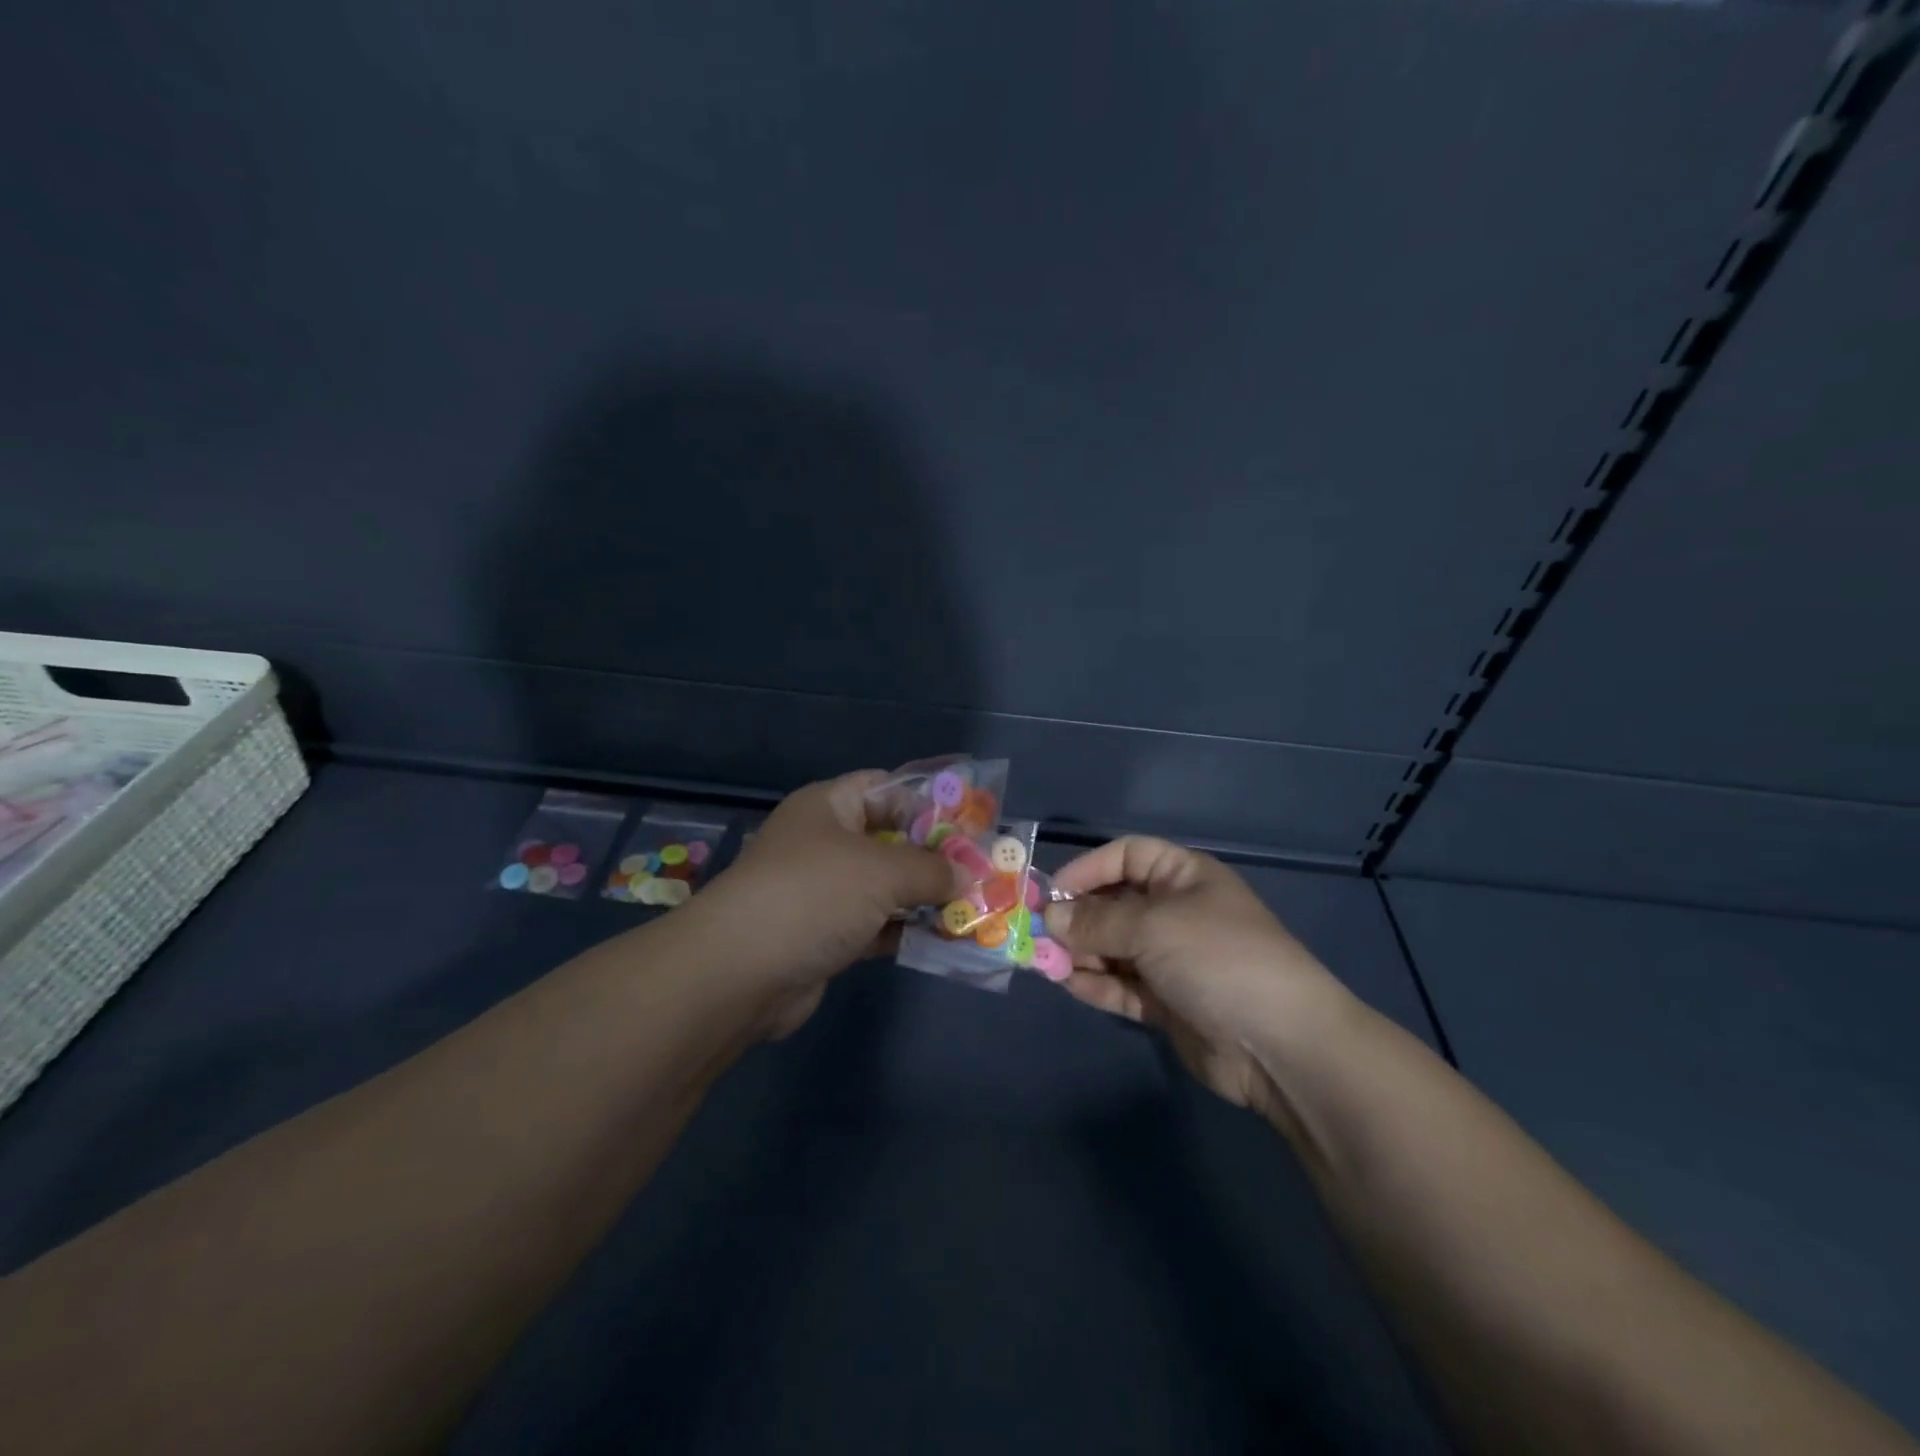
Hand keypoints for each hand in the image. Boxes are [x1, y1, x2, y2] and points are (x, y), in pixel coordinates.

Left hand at [699, 771, 964, 1038]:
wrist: (741, 973)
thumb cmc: (814, 895)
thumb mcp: (882, 871)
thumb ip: (931, 869)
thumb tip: (967, 876)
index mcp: (828, 806)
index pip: (886, 788)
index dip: (929, 802)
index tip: (972, 822)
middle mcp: (824, 843)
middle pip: (890, 839)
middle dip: (935, 856)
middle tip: (982, 869)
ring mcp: (823, 891)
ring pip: (886, 887)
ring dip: (926, 898)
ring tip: (977, 906)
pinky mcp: (825, 935)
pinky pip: (877, 925)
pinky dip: (907, 931)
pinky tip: (946, 940)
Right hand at [1044, 837, 1356, 1116]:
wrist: (1279, 1044)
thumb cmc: (1217, 958)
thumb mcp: (1153, 926)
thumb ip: (1096, 921)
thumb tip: (1050, 917)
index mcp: (1182, 876)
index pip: (1126, 856)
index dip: (1087, 869)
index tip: (1050, 893)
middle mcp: (1175, 912)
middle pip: (1114, 903)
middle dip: (1076, 916)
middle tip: (1036, 933)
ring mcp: (1171, 959)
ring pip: (1113, 947)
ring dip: (1079, 951)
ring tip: (1043, 960)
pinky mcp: (1166, 1002)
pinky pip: (1122, 984)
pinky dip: (1095, 983)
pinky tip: (1067, 983)